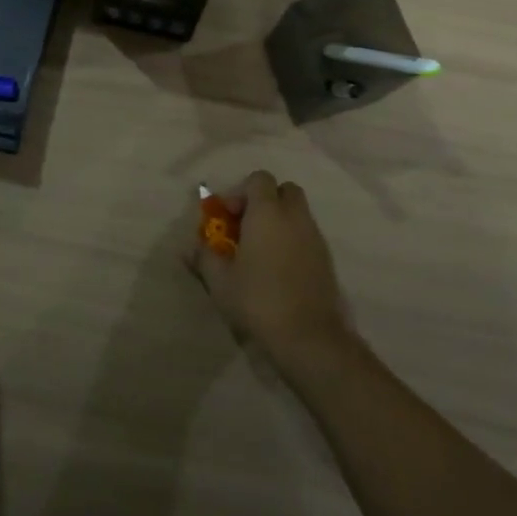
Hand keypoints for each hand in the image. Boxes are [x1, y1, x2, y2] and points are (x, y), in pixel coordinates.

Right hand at [185, 171, 352, 366]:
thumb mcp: (220, 281)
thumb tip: (189, 247)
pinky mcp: (326, 259)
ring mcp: (315, 237)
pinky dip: (292, 241)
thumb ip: (204, 257)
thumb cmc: (258, 300)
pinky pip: (307, 235)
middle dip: (265, 201)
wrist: (309, 337)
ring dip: (279, 222)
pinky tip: (278, 269)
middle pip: (284, 190)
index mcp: (267, 213)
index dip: (241, 192)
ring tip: (260, 252)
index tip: (229, 217)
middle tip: (246, 227)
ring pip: (297, 213)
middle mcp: (294, 217)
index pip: (259, 178)